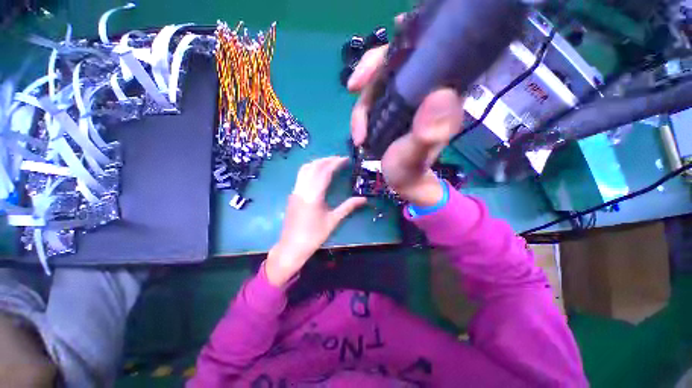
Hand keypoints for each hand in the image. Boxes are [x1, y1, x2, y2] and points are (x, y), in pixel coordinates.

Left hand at [265, 157, 366, 286]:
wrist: (292, 246)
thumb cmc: (314, 235)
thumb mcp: (333, 221)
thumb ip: (348, 207)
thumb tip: (364, 199)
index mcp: (313, 195)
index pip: (325, 172)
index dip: (336, 163)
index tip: (346, 159)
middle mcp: (302, 189)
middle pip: (314, 166)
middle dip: (327, 160)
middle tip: (339, 159)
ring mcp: (295, 191)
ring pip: (305, 169)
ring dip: (317, 163)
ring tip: (330, 163)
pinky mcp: (293, 194)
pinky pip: (301, 175)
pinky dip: (311, 169)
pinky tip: (318, 173)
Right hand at [348, 29, 464, 206]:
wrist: (403, 183)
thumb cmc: (411, 171)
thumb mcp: (417, 155)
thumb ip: (429, 133)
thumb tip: (442, 94)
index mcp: (439, 95)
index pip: (424, 54)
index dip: (402, 46)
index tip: (378, 57)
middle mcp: (424, 91)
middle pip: (396, 63)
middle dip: (371, 73)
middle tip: (352, 88)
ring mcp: (405, 100)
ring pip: (379, 82)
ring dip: (362, 103)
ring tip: (358, 132)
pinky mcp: (392, 109)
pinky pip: (373, 99)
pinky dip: (361, 112)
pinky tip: (358, 130)